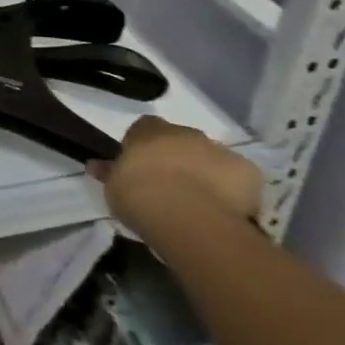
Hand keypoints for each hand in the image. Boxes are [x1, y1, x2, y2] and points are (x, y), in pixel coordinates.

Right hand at [88, 115, 262, 237]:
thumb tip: (96, 166)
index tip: (140, 168)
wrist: (189, 216)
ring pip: (211, 158)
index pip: (144, 128)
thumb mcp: (113, 187)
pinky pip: (238, 178)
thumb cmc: (140, 195)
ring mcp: (219, 150)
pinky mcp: (248, 172)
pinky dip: (233, 190)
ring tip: (199, 203)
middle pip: (181, 141)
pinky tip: (225, 210)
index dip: (143, 147)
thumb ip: (110, 173)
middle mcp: (185, 133)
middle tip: (170, 187)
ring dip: (205, 172)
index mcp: (149, 130)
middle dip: (177, 158)